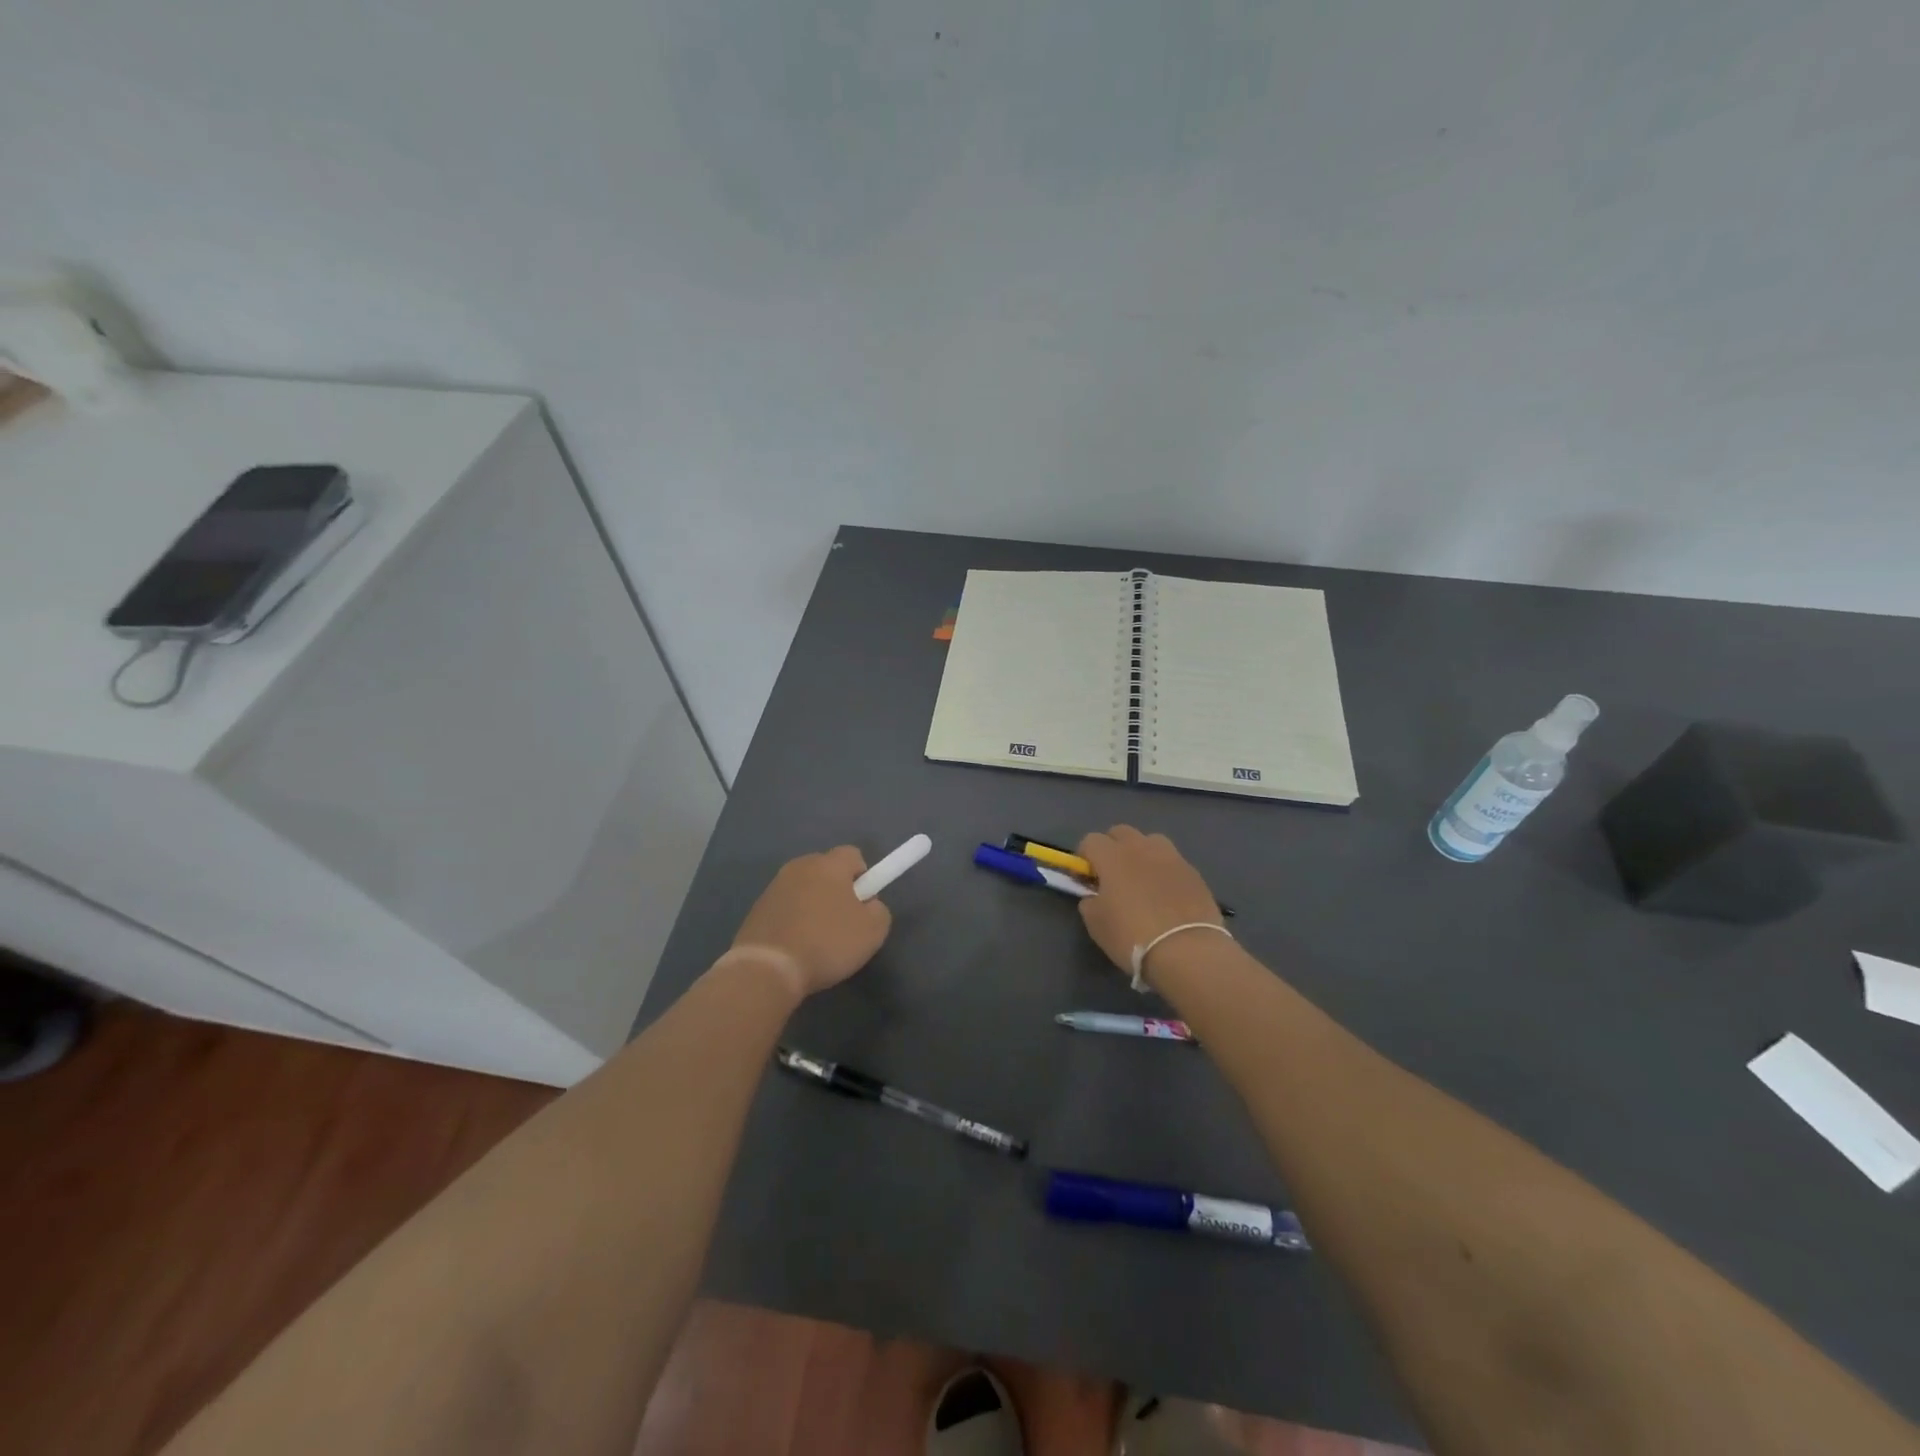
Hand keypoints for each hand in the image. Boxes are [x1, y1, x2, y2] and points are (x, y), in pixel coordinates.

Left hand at [731, 847, 891, 997]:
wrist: (767, 969)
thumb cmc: (826, 943)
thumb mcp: (873, 931)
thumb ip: (878, 909)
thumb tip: (867, 905)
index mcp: (828, 864)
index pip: (853, 855)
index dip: (864, 878)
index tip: (862, 906)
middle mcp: (799, 866)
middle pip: (827, 871)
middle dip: (838, 891)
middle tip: (843, 924)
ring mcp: (774, 887)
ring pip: (805, 890)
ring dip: (813, 907)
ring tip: (817, 941)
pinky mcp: (756, 908)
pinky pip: (785, 908)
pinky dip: (793, 921)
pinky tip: (795, 947)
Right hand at [1076, 826, 1222, 981]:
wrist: (1186, 951)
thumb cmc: (1131, 936)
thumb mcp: (1096, 924)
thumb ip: (1090, 901)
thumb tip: (1095, 895)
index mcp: (1112, 856)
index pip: (1090, 840)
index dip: (1085, 857)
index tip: (1086, 878)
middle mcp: (1141, 847)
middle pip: (1121, 832)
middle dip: (1112, 848)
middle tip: (1112, 876)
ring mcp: (1171, 857)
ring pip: (1150, 841)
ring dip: (1142, 854)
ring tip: (1143, 881)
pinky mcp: (1194, 872)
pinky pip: (1172, 862)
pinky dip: (1164, 872)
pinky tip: (1167, 896)